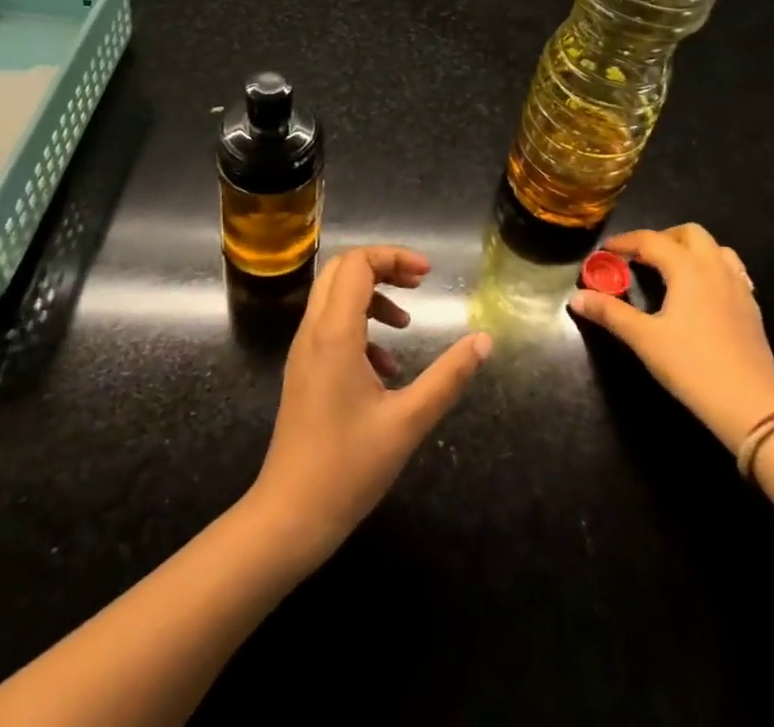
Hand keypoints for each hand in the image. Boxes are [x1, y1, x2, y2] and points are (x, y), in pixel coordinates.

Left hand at [248, 246, 491, 565]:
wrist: (289, 517)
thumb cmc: (348, 468)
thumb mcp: (409, 421)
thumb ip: (448, 376)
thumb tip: (484, 340)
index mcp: (335, 333)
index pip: (357, 263)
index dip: (394, 257)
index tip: (428, 275)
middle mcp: (313, 331)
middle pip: (342, 269)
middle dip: (382, 267)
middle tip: (418, 285)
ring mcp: (303, 351)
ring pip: (334, 296)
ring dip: (372, 296)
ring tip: (405, 324)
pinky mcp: (303, 371)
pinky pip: (329, 326)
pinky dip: (359, 326)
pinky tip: (386, 367)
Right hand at [569, 224, 773, 444]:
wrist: (752, 407)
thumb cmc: (693, 367)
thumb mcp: (644, 339)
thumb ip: (610, 313)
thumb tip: (576, 297)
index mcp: (688, 269)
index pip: (652, 240)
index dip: (626, 242)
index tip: (606, 251)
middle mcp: (715, 268)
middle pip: (690, 234)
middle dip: (662, 238)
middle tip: (641, 258)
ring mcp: (739, 287)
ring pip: (716, 249)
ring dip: (691, 250)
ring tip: (672, 270)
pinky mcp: (752, 308)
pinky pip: (732, 271)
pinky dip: (712, 269)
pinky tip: (702, 293)